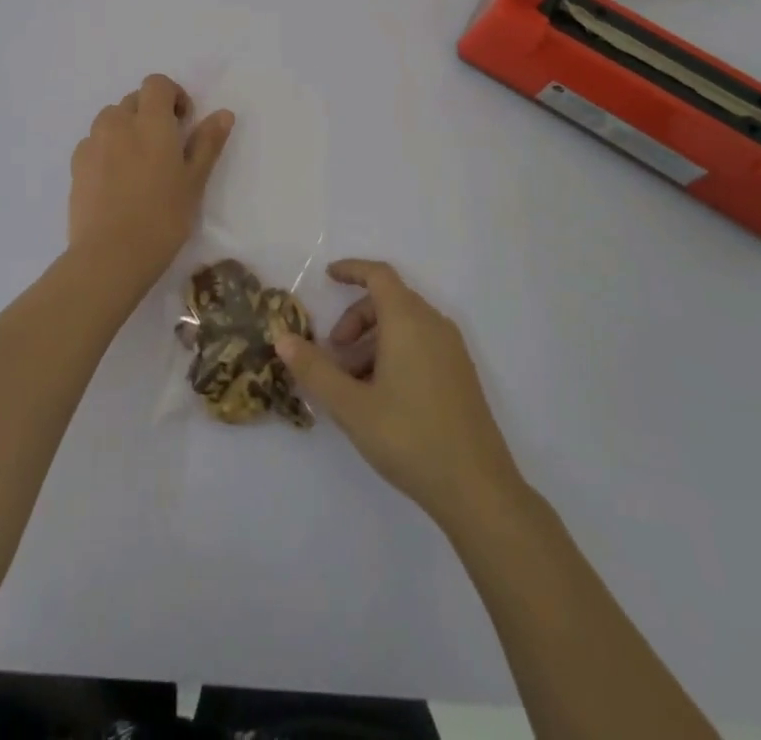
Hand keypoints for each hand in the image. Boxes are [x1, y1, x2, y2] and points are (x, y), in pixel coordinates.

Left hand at [69, 73, 233, 287]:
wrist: (110, 256)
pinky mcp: (76, 165)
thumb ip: (207, 143)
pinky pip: (94, 142)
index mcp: (150, 122)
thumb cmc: (162, 217)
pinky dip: (107, 149)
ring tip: (138, 163)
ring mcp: (92, 143)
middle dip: (151, 113)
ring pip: (111, 119)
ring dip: (127, 128)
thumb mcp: (194, 181)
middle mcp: (117, 123)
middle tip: (165, 148)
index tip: (183, 122)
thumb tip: (223, 114)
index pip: (156, 84)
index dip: (172, 95)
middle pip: (134, 100)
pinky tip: (116, 180)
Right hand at [275, 260, 522, 528]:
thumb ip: (314, 369)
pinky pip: (421, 343)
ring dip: (373, 340)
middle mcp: (434, 325)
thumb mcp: (351, 406)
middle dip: (356, 317)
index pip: (378, 275)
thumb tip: (281, 337)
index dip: (352, 270)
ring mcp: (452, 350)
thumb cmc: (410, 438)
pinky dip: (394, 352)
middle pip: (389, 300)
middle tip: (333, 352)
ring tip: (352, 382)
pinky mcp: (461, 375)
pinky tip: (380, 395)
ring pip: (405, 324)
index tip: (327, 277)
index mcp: (408, 322)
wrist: (478, 490)